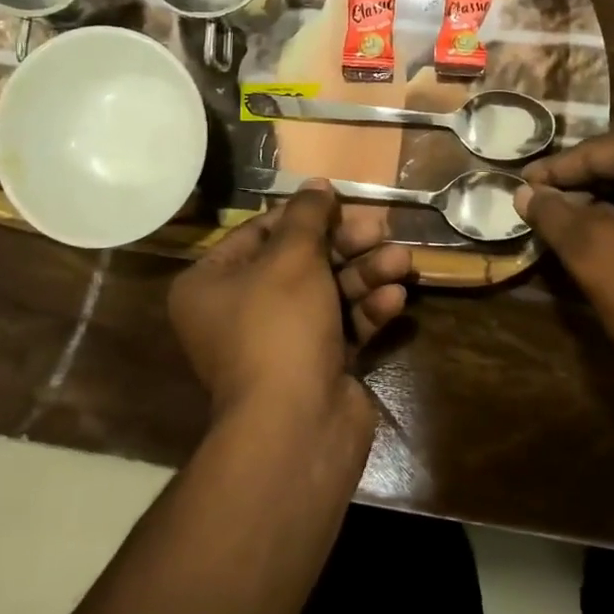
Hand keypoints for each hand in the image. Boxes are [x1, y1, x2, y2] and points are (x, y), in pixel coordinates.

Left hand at [168, 182, 411, 428]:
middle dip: (345, 245)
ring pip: (327, 292)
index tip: (340, 202)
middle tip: (381, 230)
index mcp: (212, 284)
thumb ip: (307, 216)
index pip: (260, 233)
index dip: (303, 216)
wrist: (296, 428)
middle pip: (299, 261)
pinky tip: (395, 299)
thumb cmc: (280, 328)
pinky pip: (340, 325)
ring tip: (402, 261)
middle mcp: (239, 311)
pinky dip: (366, 310)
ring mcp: (279, 342)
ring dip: (365, 274)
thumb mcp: (292, 259)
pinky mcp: (315, 365)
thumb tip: (315, 184)